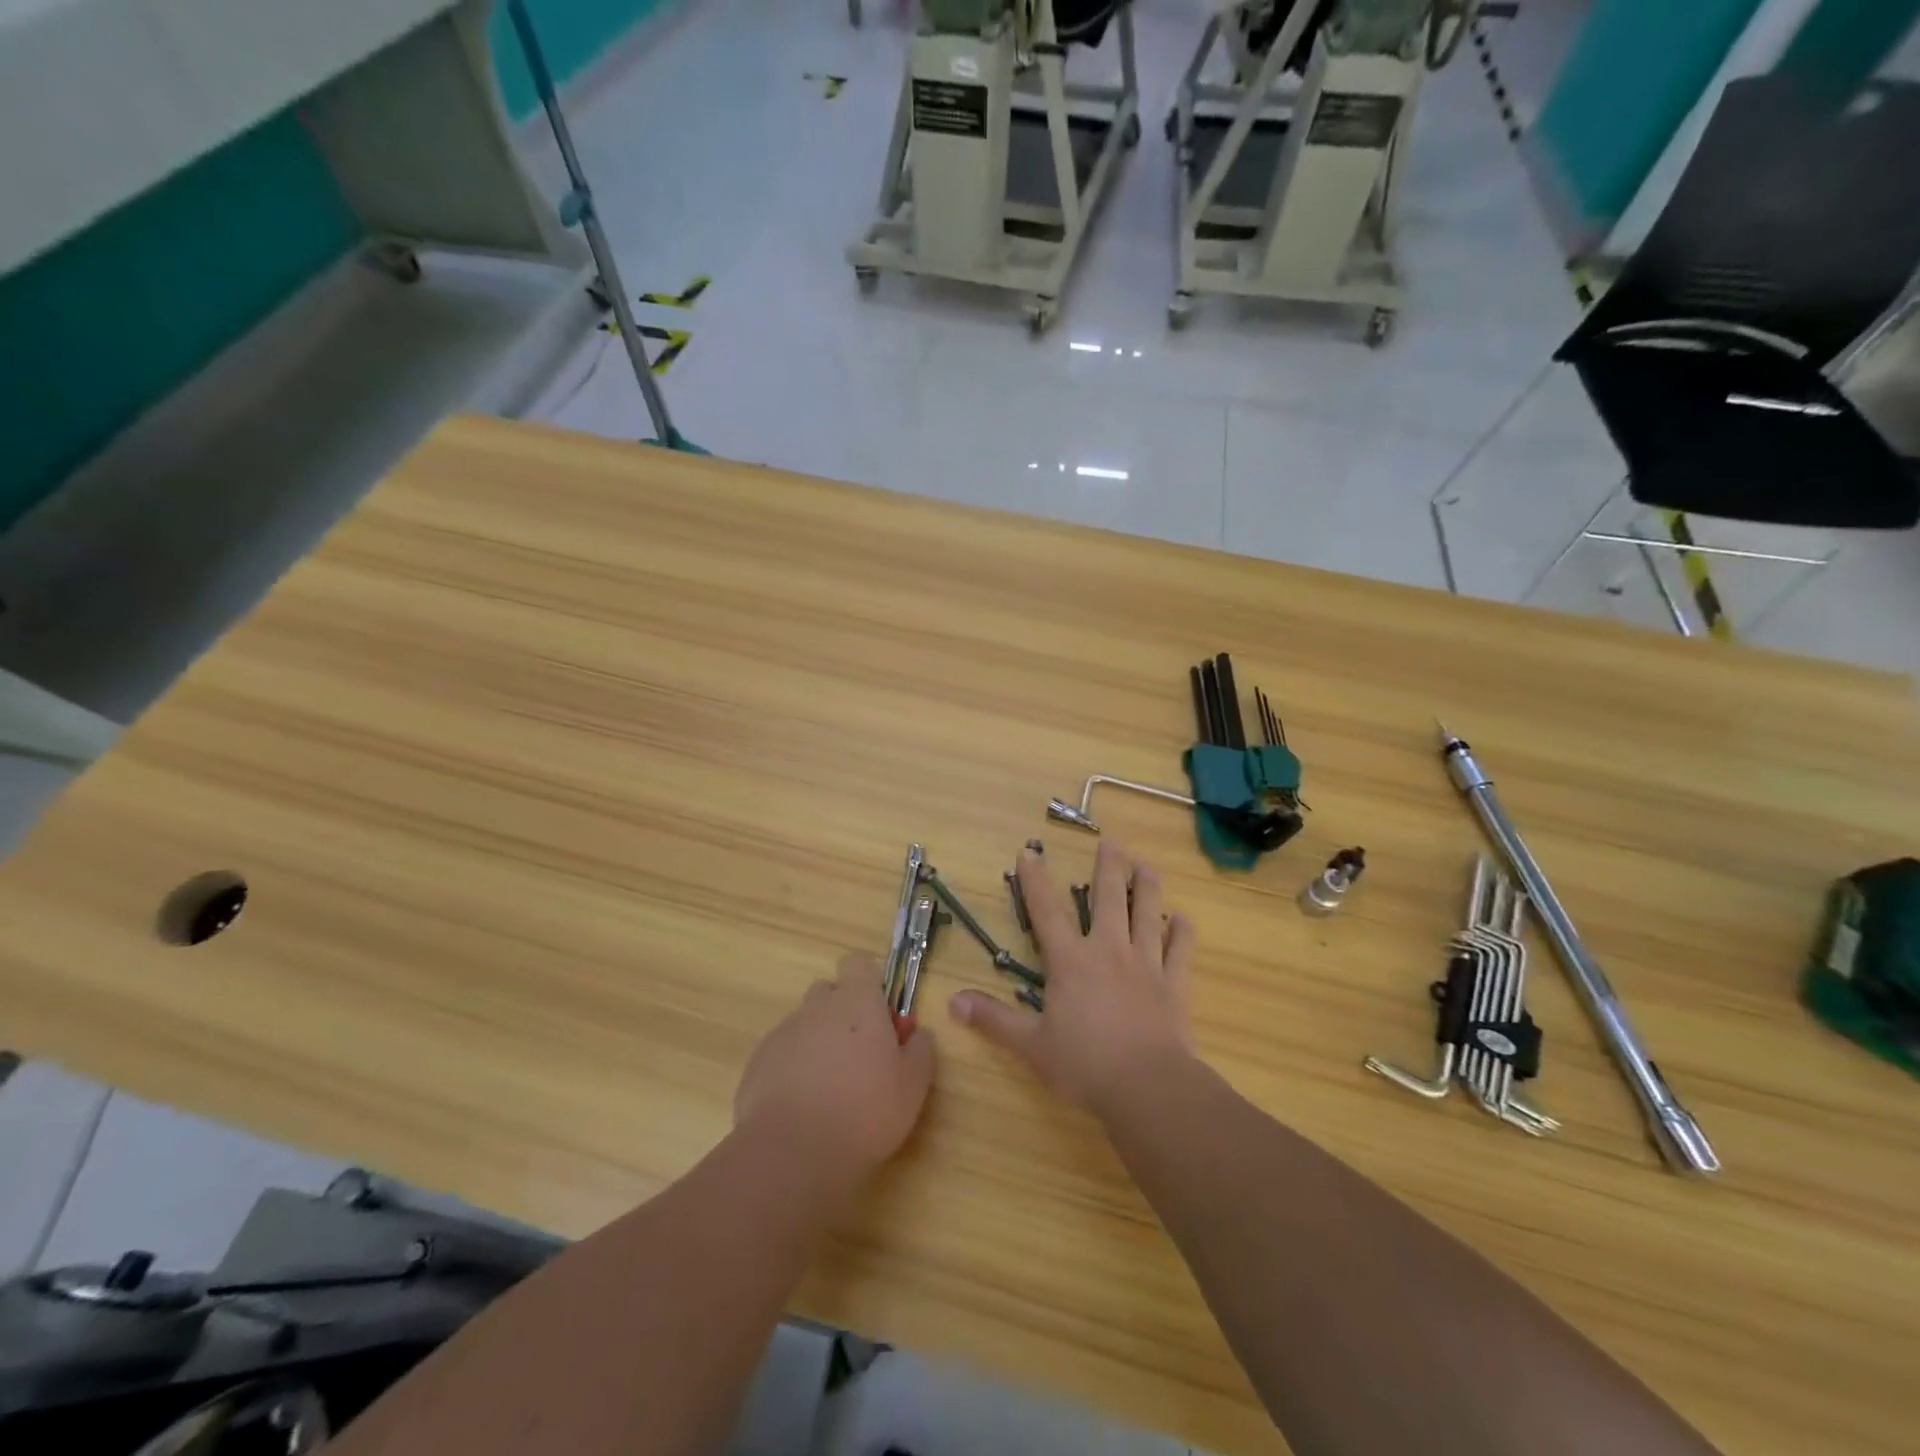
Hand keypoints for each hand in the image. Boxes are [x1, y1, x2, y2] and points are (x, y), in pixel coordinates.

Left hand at [734, 951, 935, 1176]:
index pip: (858, 963)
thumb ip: (920, 1050)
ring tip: (831, 1090)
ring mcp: (784, 1033)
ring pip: (806, 1025)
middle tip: (860, 1057)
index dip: (869, 984)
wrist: (792, 1152)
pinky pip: (782, 1055)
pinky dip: (793, 1070)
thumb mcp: (913, 1085)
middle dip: (844, 1014)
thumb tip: (917, 1034)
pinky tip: (803, 1108)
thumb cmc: (865, 1111)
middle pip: (830, 993)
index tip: (880, 1017)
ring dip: (819, 1044)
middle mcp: (818, 1007)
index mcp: (857, 1001)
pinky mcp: (758, 1063)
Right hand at [950, 840, 1195, 1116]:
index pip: (1047, 912)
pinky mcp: (1173, 986)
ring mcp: (1145, 966)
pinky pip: (1180, 953)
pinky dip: (1183, 934)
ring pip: (1147, 916)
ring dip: (1147, 889)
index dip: (1036, 881)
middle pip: (1109, 900)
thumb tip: (952, 1001)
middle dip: (1109, 868)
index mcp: (1071, 962)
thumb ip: (994, 1020)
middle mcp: (1108, 952)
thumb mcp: (1031, 1045)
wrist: (1147, 1087)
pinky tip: (1184, 919)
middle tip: (1113, 842)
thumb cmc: (1084, 1064)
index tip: (1031, 851)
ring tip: (1147, 865)